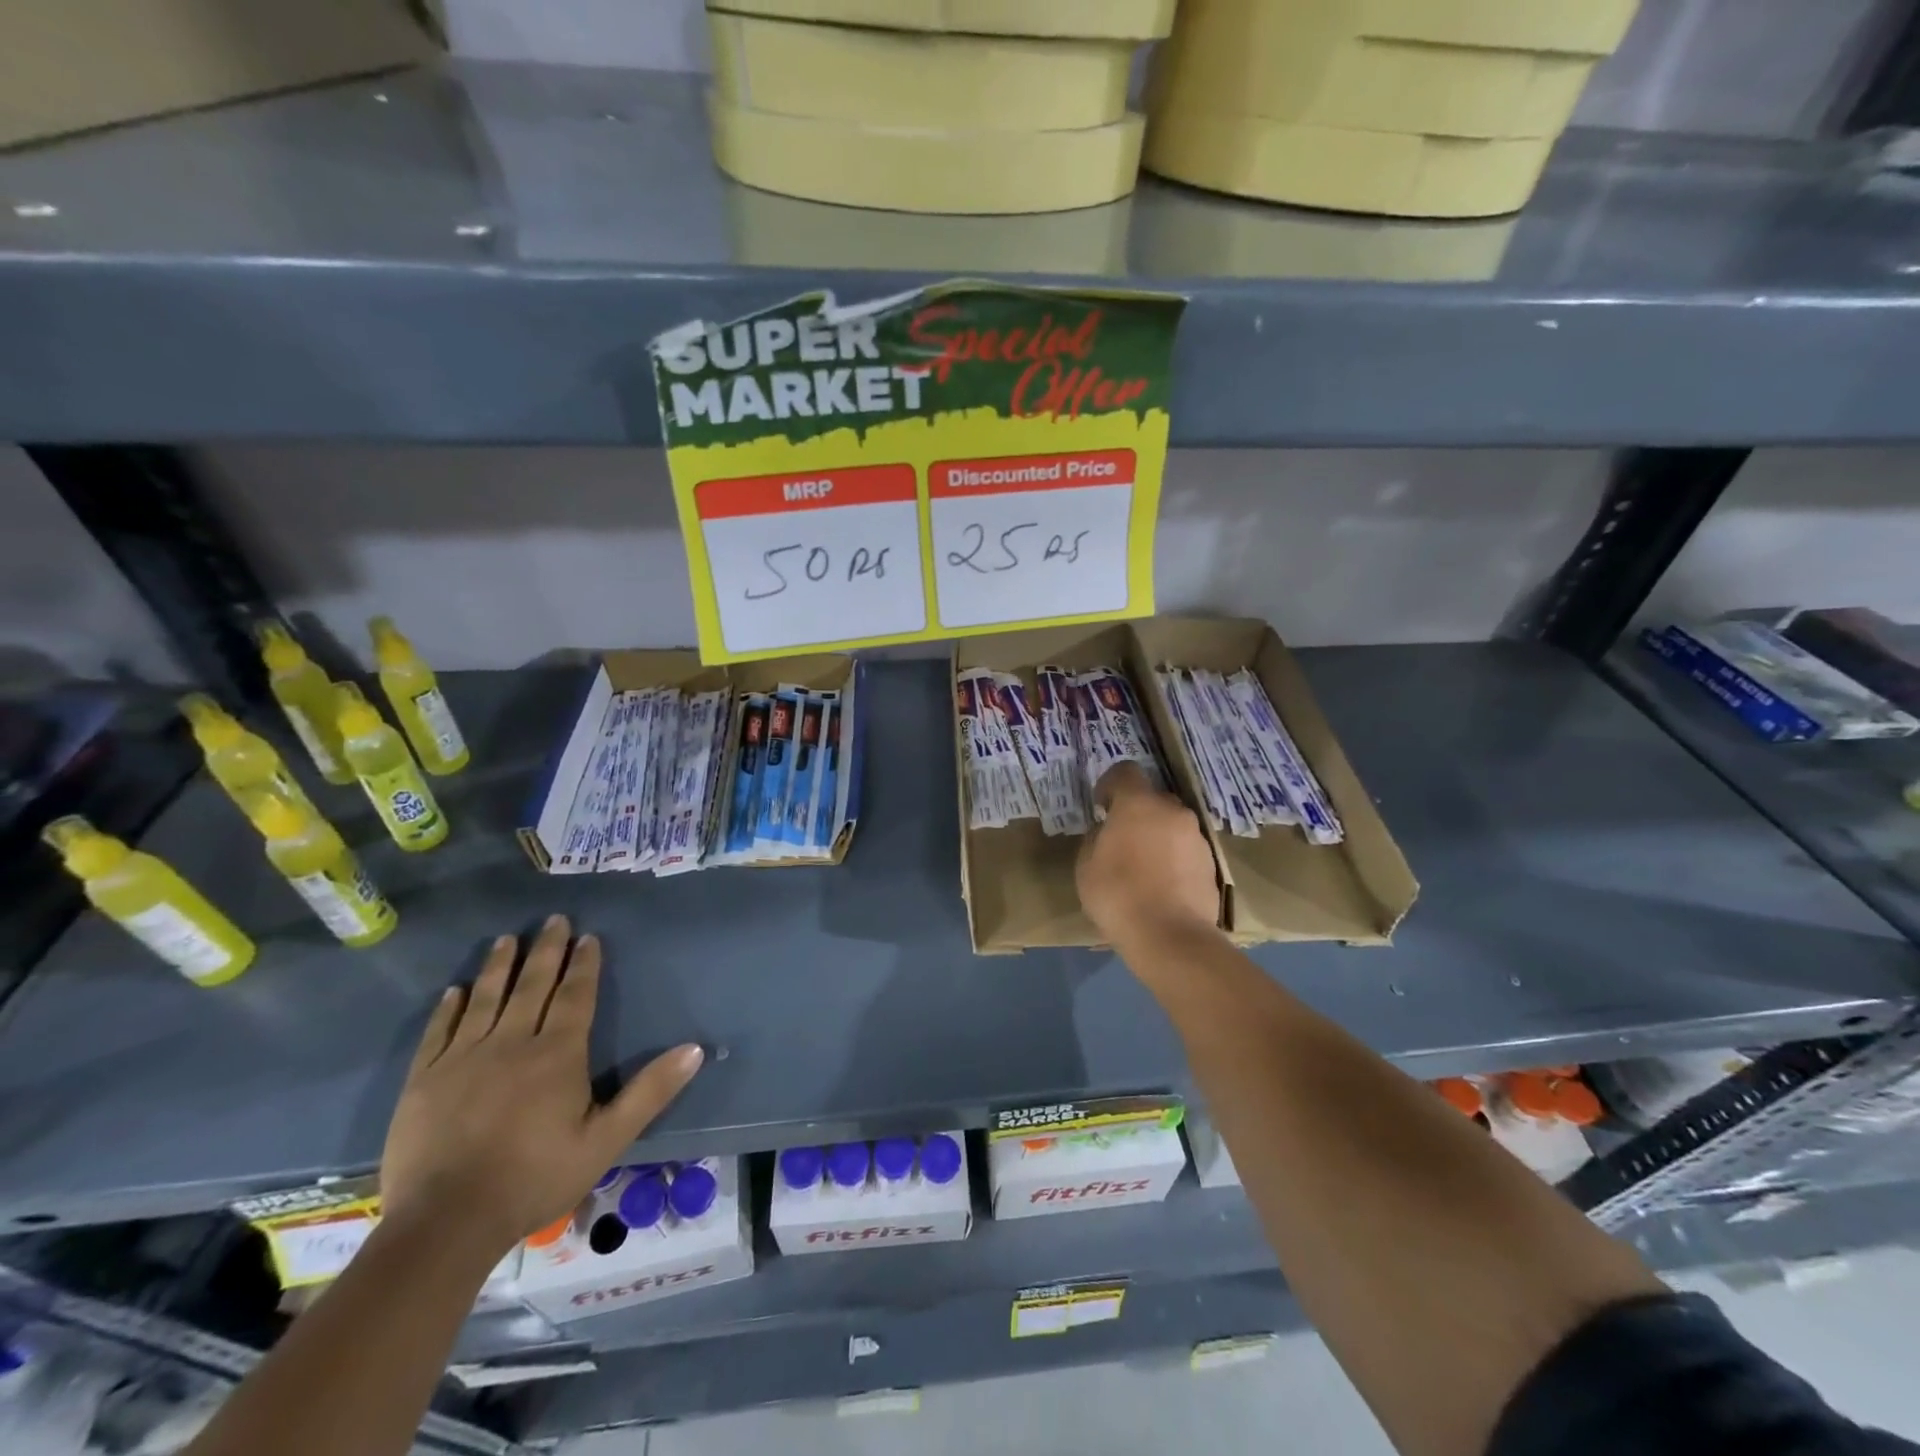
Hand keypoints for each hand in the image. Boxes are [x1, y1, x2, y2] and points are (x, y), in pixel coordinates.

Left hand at [380, 916, 703, 1254]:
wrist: (445, 1224)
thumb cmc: (535, 1178)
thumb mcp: (606, 1139)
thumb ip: (650, 1091)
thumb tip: (694, 1049)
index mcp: (557, 1054)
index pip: (574, 996)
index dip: (583, 964)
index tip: (588, 937)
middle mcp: (511, 1043)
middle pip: (533, 986)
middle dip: (546, 950)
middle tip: (553, 919)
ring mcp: (462, 1059)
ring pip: (486, 999)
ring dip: (499, 966)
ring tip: (507, 939)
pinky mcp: (424, 1080)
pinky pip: (439, 1031)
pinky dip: (450, 1007)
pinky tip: (457, 990)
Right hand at [1076, 763, 1220, 949]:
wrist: (1170, 936)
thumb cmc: (1118, 894)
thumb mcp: (1086, 865)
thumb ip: (1096, 839)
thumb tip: (1106, 832)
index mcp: (1138, 804)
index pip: (1125, 771)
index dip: (1110, 784)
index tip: (1101, 807)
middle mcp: (1172, 811)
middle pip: (1153, 799)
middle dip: (1137, 814)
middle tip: (1122, 841)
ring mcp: (1197, 838)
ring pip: (1172, 826)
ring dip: (1158, 837)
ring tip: (1143, 870)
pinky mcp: (1211, 865)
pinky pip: (1186, 851)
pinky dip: (1174, 860)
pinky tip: (1162, 887)